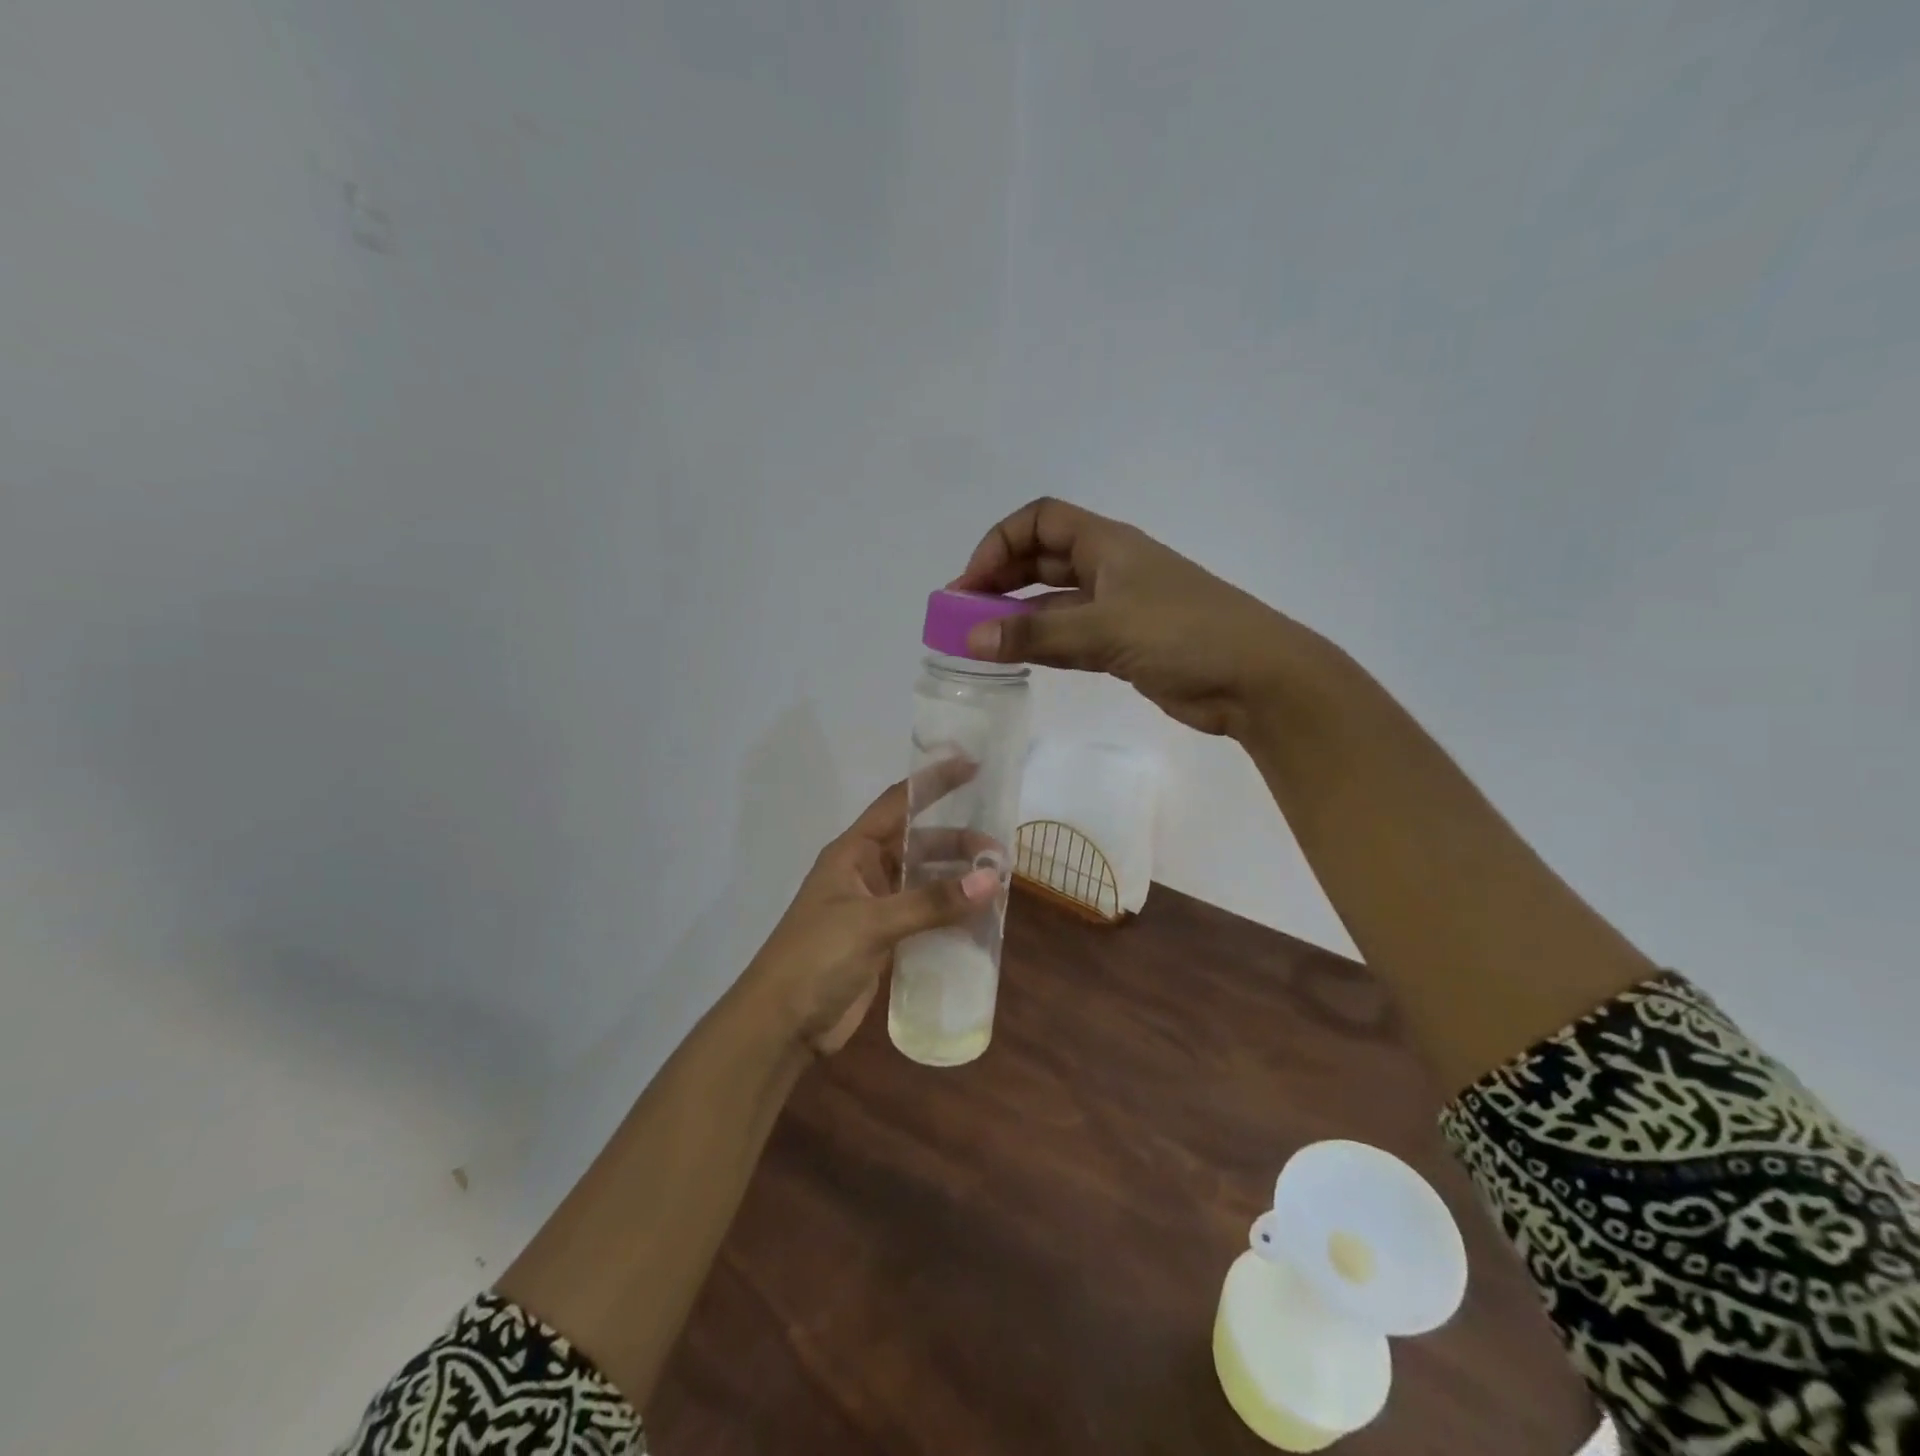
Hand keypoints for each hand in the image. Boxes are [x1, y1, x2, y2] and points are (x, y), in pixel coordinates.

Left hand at [743, 764, 1000, 1056]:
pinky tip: (980, 922)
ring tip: (998, 887)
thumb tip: (991, 880)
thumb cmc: (816, 957)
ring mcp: (874, 908)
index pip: (898, 803)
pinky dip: (950, 916)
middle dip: (957, 845)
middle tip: (1000, 855)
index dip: (933, 783)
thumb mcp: (872, 923)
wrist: (781, 1024)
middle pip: (919, 845)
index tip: (972, 767)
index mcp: (852, 852)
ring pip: (924, 882)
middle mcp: (865, 872)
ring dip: (957, 882)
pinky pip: (924, 917)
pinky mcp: (883, 941)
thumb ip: (931, 902)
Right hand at [953, 498, 1317, 737]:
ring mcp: (1118, 607)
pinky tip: (1014, 658)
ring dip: (1015, 615)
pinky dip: (1040, 643)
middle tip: (960, 614)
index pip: (1040, 520)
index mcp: (1108, 544)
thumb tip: (969, 639)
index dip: (999, 543)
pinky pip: (1069, 636)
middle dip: (998, 579)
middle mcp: (1109, 568)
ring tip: (976, 640)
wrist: (1256, 680)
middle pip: (1041, 558)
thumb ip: (1036, 635)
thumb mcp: (1105, 629)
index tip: (970, 584)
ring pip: (1052, 601)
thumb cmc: (1185, 635)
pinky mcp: (1124, 645)